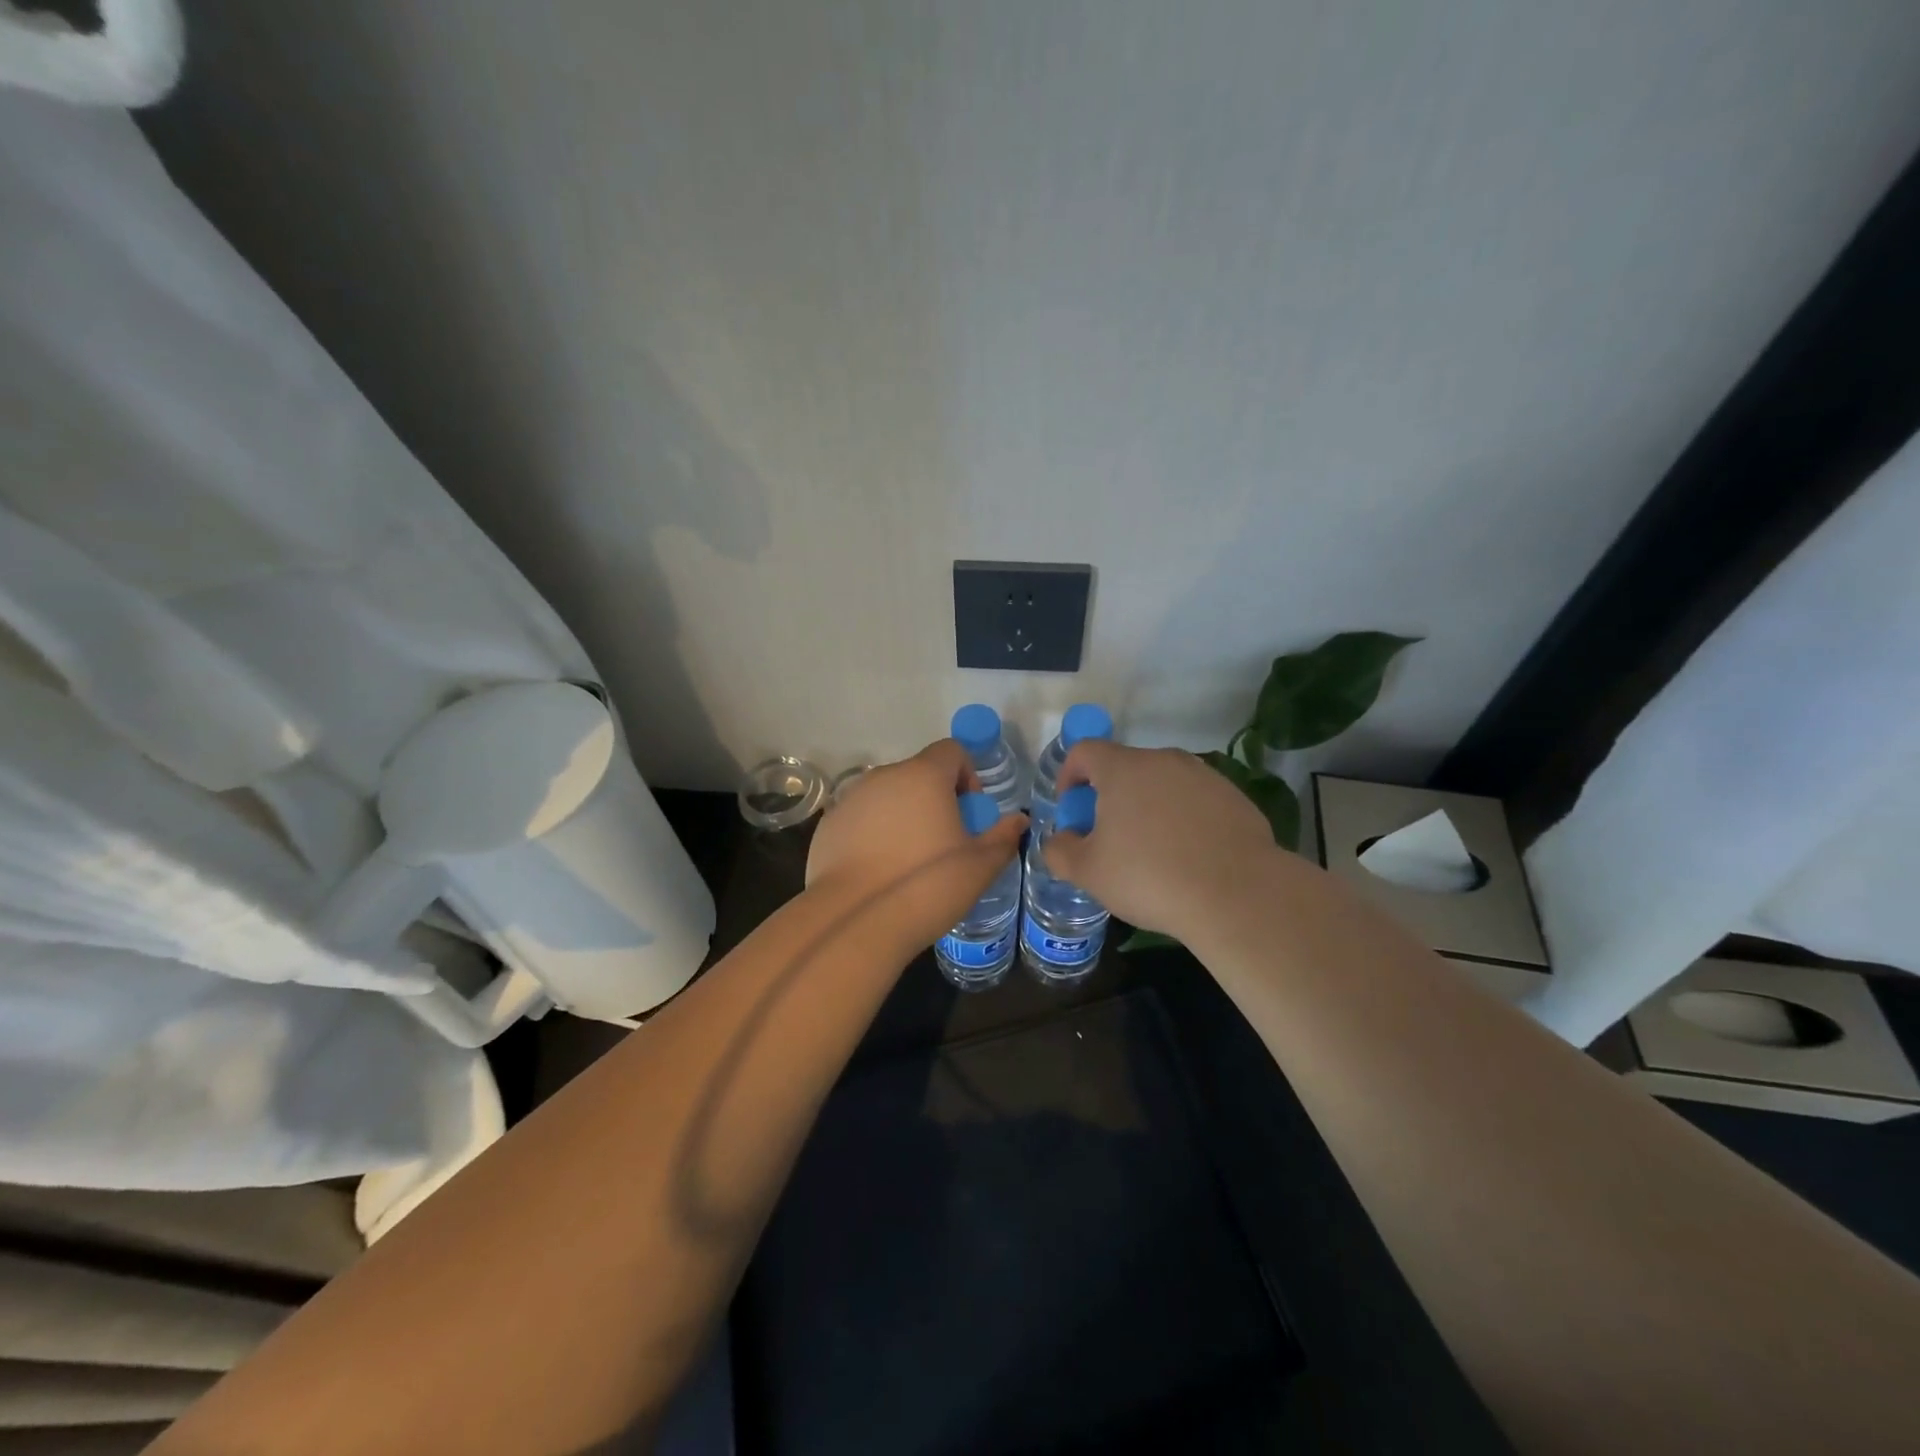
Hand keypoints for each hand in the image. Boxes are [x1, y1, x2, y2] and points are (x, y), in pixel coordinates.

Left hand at [806, 739, 1026, 948]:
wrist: (854, 922)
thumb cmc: (927, 886)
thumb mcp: (979, 867)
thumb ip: (1002, 837)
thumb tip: (1017, 821)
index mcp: (923, 776)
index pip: (951, 750)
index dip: (967, 776)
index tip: (969, 814)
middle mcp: (883, 777)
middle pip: (917, 774)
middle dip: (935, 799)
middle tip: (944, 842)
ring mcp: (850, 799)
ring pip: (887, 796)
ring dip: (903, 815)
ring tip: (909, 860)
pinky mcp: (827, 826)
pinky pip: (860, 819)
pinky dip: (873, 833)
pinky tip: (878, 871)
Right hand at [1043, 741, 1276, 941]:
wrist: (1236, 895)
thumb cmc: (1149, 876)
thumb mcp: (1088, 872)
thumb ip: (1060, 850)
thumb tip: (1060, 839)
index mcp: (1123, 768)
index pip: (1084, 751)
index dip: (1068, 774)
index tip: (1070, 807)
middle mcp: (1164, 760)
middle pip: (1125, 767)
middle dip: (1109, 795)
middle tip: (1107, 836)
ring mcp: (1204, 776)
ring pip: (1162, 783)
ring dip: (1148, 806)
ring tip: (1150, 849)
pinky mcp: (1234, 797)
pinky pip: (1195, 801)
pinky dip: (1182, 819)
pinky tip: (1188, 857)